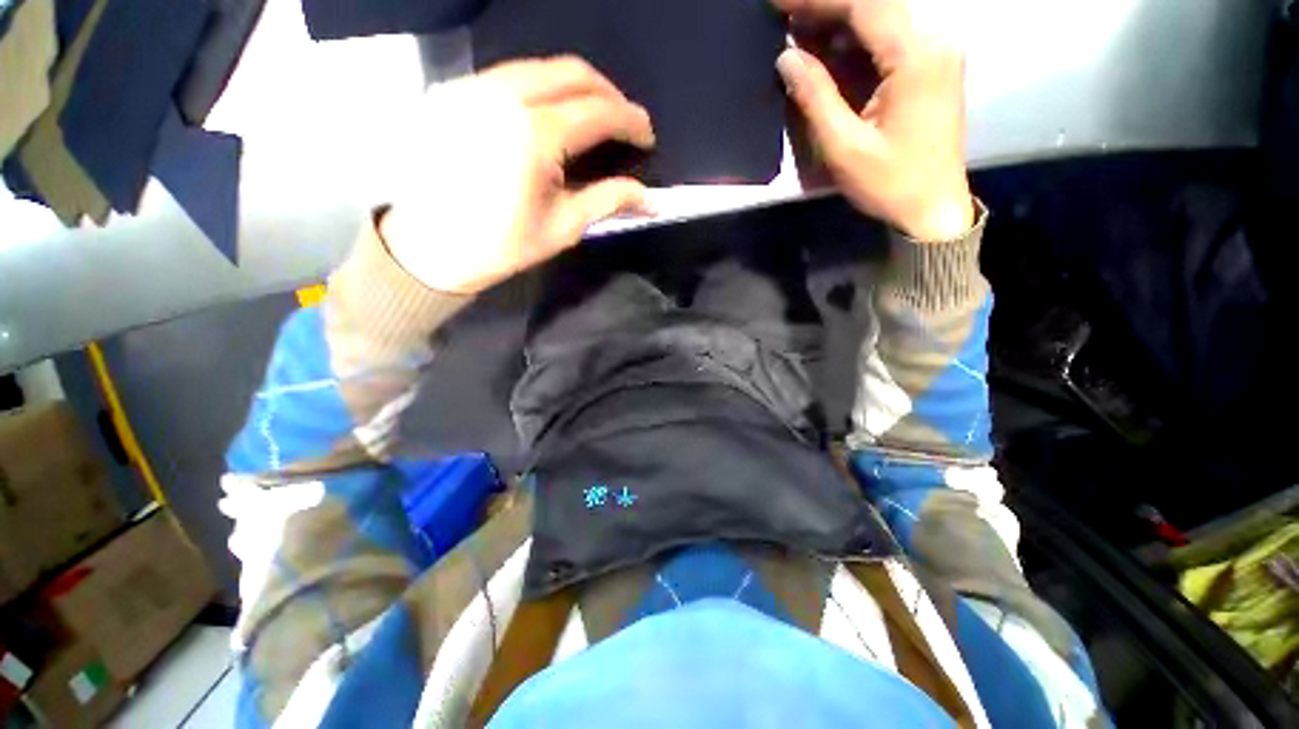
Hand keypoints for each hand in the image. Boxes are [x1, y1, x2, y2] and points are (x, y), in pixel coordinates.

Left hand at [379, 57, 655, 294]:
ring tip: (595, 116)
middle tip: (625, 122)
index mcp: (535, 134)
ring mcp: (475, 87)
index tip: (647, 136)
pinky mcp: (457, 91)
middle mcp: (504, 95)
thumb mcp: (563, 227)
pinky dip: (543, 87)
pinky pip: (512, 75)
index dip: (630, 121)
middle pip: (572, 73)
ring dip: (577, 86)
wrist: (430, 246)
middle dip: (608, 94)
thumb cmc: (501, 244)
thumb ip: (609, 201)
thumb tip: (648, 199)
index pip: (597, 111)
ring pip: (541, 67)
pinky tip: (553, 114)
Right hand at [773, 0, 973, 240]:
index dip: (817, 0)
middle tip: (783, 17)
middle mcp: (933, 42)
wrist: (932, 209)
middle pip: (875, 6)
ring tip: (797, 33)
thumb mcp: (843, 146)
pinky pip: (889, 43)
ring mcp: (935, 54)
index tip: (777, 2)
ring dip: (838, 25)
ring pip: (881, 22)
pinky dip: (855, 44)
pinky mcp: (930, 69)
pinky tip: (827, 52)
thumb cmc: (889, 184)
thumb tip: (786, 57)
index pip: (864, 5)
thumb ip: (815, 97)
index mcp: (916, 56)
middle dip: (826, 9)